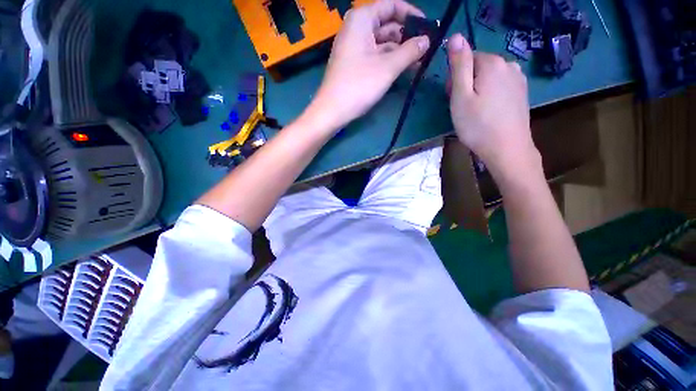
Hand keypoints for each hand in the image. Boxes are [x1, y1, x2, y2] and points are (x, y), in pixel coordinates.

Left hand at [306, 0, 429, 131]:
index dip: (412, 15)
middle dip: (407, 38)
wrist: (332, 111)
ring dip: (400, 53)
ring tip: (419, 64)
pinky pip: (375, 57)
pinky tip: (403, 71)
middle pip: (388, 26)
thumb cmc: (358, 85)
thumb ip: (410, 51)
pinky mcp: (354, 65)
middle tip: (426, 51)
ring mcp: (354, 48)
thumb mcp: (388, 67)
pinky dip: (389, 62)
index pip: (392, 6)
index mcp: (362, 19)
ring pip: (383, 44)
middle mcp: (356, 29)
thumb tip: (427, 40)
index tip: (428, 29)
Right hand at [446, 34, 539, 178]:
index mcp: (492, 63)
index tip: (452, 97)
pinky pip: (500, 86)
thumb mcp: (461, 96)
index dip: (456, 78)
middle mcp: (509, 65)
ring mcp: (519, 78)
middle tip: (462, 107)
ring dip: (478, 89)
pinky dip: (490, 95)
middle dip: (467, 82)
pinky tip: (488, 112)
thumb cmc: (477, 125)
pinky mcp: (522, 92)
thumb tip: (455, 36)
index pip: (467, 58)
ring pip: (489, 77)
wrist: (507, 149)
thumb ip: (459, 65)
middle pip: (479, 66)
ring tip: (474, 111)